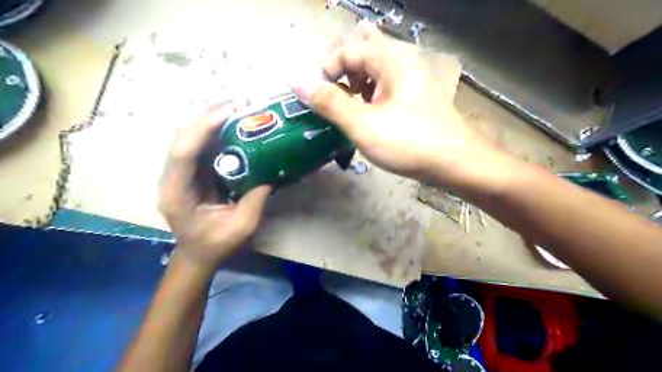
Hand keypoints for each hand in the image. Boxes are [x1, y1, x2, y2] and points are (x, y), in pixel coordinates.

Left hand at [158, 101, 271, 276]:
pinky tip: (233, 124)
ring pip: (188, 135)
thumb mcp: (242, 226)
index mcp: (176, 193)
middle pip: (182, 136)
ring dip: (211, 118)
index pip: (183, 152)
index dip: (203, 128)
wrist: (197, 254)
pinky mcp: (189, 170)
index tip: (231, 112)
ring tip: (239, 108)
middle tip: (240, 104)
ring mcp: (178, 172)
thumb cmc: (216, 245)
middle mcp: (171, 177)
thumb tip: (271, 171)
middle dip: (208, 115)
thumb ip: (255, 200)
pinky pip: (198, 143)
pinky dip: (214, 129)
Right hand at [290, 21, 508, 188]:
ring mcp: (408, 78)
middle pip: (359, 53)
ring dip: (353, 86)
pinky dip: (367, 96)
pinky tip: (365, 115)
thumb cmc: (409, 142)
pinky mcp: (411, 96)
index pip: (346, 49)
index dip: (325, 71)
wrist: (455, 163)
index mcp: (390, 58)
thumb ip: (329, 103)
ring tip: (349, 111)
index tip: (317, 99)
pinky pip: (382, 86)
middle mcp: (401, 60)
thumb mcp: (363, 125)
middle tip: (334, 102)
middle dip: (340, 75)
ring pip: (371, 71)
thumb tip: (297, 83)